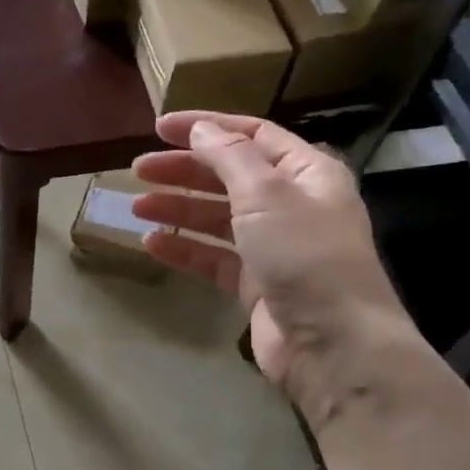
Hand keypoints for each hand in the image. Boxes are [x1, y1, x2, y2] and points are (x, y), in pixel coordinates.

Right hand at [132, 111, 415, 416]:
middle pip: (228, 176)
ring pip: (216, 217)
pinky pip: (212, 257)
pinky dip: (184, 248)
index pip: (251, 135)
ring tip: (136, 207)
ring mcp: (272, 247)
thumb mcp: (266, 194)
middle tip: (138, 170)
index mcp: (305, 173)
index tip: (159, 128)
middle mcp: (290, 205)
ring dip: (178, 208)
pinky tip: (152, 244)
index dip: (206, 126)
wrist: (332, 343)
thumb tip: (200, 129)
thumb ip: (229, 156)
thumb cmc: (304, 255)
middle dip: (184, 169)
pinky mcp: (255, 283)